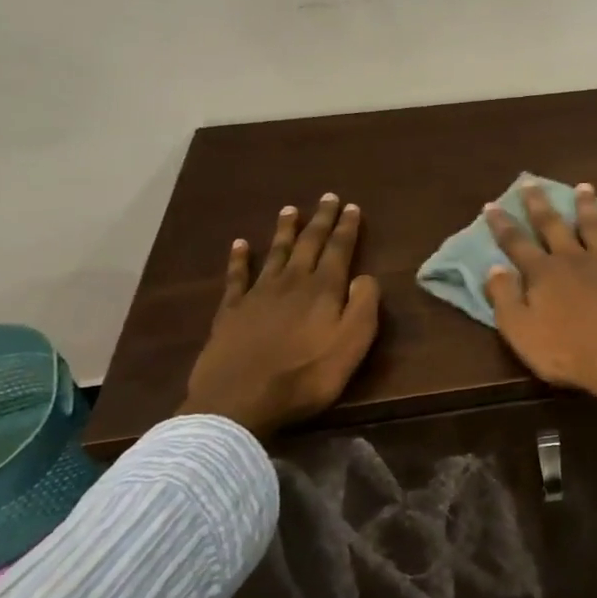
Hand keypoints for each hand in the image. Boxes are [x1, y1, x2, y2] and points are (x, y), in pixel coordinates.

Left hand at [179, 195, 380, 438]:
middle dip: (321, 220)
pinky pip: (236, 276)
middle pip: (309, 244)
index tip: (352, 206)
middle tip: (327, 197)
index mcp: (324, 290)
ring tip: (290, 210)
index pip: (339, 250)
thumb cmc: (306, 376)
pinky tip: (240, 244)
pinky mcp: (230, 312)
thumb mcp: (352, 345)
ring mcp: (257, 295)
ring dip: (285, 231)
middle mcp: (291, 282)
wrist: (240, 401)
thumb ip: (364, 306)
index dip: (347, 228)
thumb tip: (366, 276)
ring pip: (275, 253)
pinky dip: (239, 258)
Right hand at [484, 182, 596, 461]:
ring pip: (595, 226)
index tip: (492, 205)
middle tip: (531, 181)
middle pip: (553, 225)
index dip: (502, 225)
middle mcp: (574, 258)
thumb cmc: (568, 353)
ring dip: (587, 205)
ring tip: (584, 186)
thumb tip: (493, 268)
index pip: (516, 243)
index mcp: (543, 273)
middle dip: (540, 203)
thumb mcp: (521, 333)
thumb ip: (504, 298)